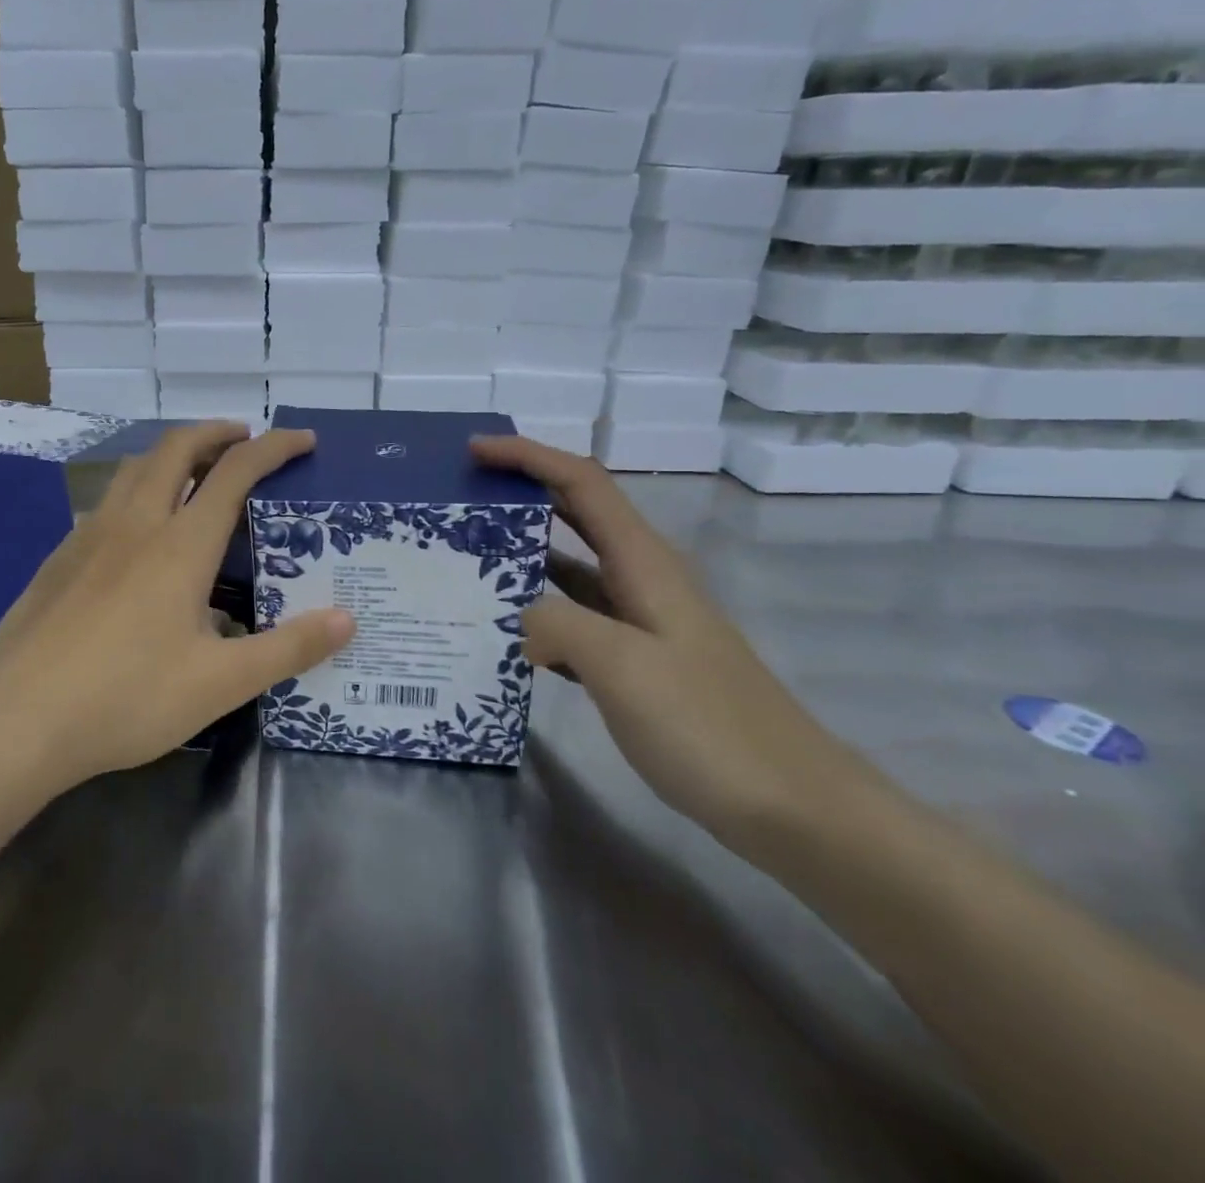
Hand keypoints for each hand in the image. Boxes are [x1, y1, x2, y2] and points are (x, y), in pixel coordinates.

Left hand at [0, 423, 353, 796]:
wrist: (15, 720)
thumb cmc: (126, 699)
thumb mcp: (220, 684)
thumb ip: (288, 649)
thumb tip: (347, 620)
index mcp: (180, 545)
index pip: (235, 473)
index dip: (274, 448)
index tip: (302, 440)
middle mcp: (135, 523)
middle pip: (176, 448)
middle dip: (216, 432)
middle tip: (244, 439)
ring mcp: (89, 535)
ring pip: (135, 468)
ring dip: (172, 454)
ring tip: (196, 471)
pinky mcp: (59, 556)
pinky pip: (107, 500)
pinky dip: (138, 487)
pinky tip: (138, 530)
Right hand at [471, 435, 881, 855]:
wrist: (794, 806)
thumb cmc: (710, 727)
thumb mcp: (623, 668)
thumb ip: (559, 624)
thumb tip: (523, 619)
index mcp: (644, 563)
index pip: (581, 482)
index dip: (528, 456)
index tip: (474, 449)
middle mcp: (643, 578)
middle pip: (578, 511)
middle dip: (523, 489)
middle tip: (463, 493)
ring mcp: (642, 620)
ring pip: (572, 564)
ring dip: (524, 549)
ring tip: (467, 554)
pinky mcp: (637, 659)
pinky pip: (576, 614)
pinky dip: (538, 606)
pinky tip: (505, 627)